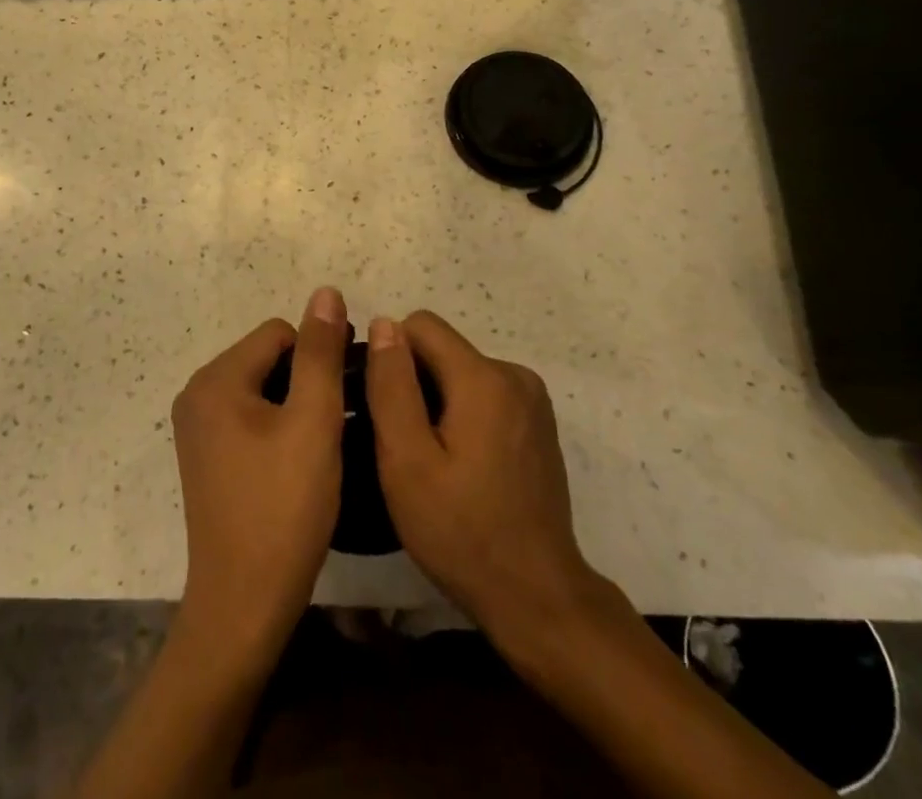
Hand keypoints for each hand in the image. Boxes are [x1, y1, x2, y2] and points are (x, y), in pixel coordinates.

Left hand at [170, 288, 348, 665]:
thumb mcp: (313, 423)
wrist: (244, 605)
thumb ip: (321, 353)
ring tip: (324, 443)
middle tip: (340, 422)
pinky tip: (299, 461)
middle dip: (307, 380)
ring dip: (296, 404)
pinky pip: (248, 417)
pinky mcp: (206, 457)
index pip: (279, 334)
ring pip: (262, 389)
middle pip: (267, 358)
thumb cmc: (283, 508)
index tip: (349, 392)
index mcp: (215, 379)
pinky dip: (277, 427)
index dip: (320, 355)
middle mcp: (197, 394)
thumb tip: (326, 292)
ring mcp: (197, 428)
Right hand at [366, 311, 618, 654]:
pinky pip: (484, 395)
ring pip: (461, 372)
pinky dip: (464, 415)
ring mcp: (532, 400)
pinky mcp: (538, 424)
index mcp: (483, 377)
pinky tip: (462, 466)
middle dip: (414, 382)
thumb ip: (391, 384)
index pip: (420, 325)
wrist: (537, 597)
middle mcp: (514, 374)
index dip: (391, 357)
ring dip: (438, 401)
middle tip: (404, 445)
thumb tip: (384, 322)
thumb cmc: (462, 531)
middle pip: (442, 349)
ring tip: (431, 460)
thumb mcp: (406, 459)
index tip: (384, 407)